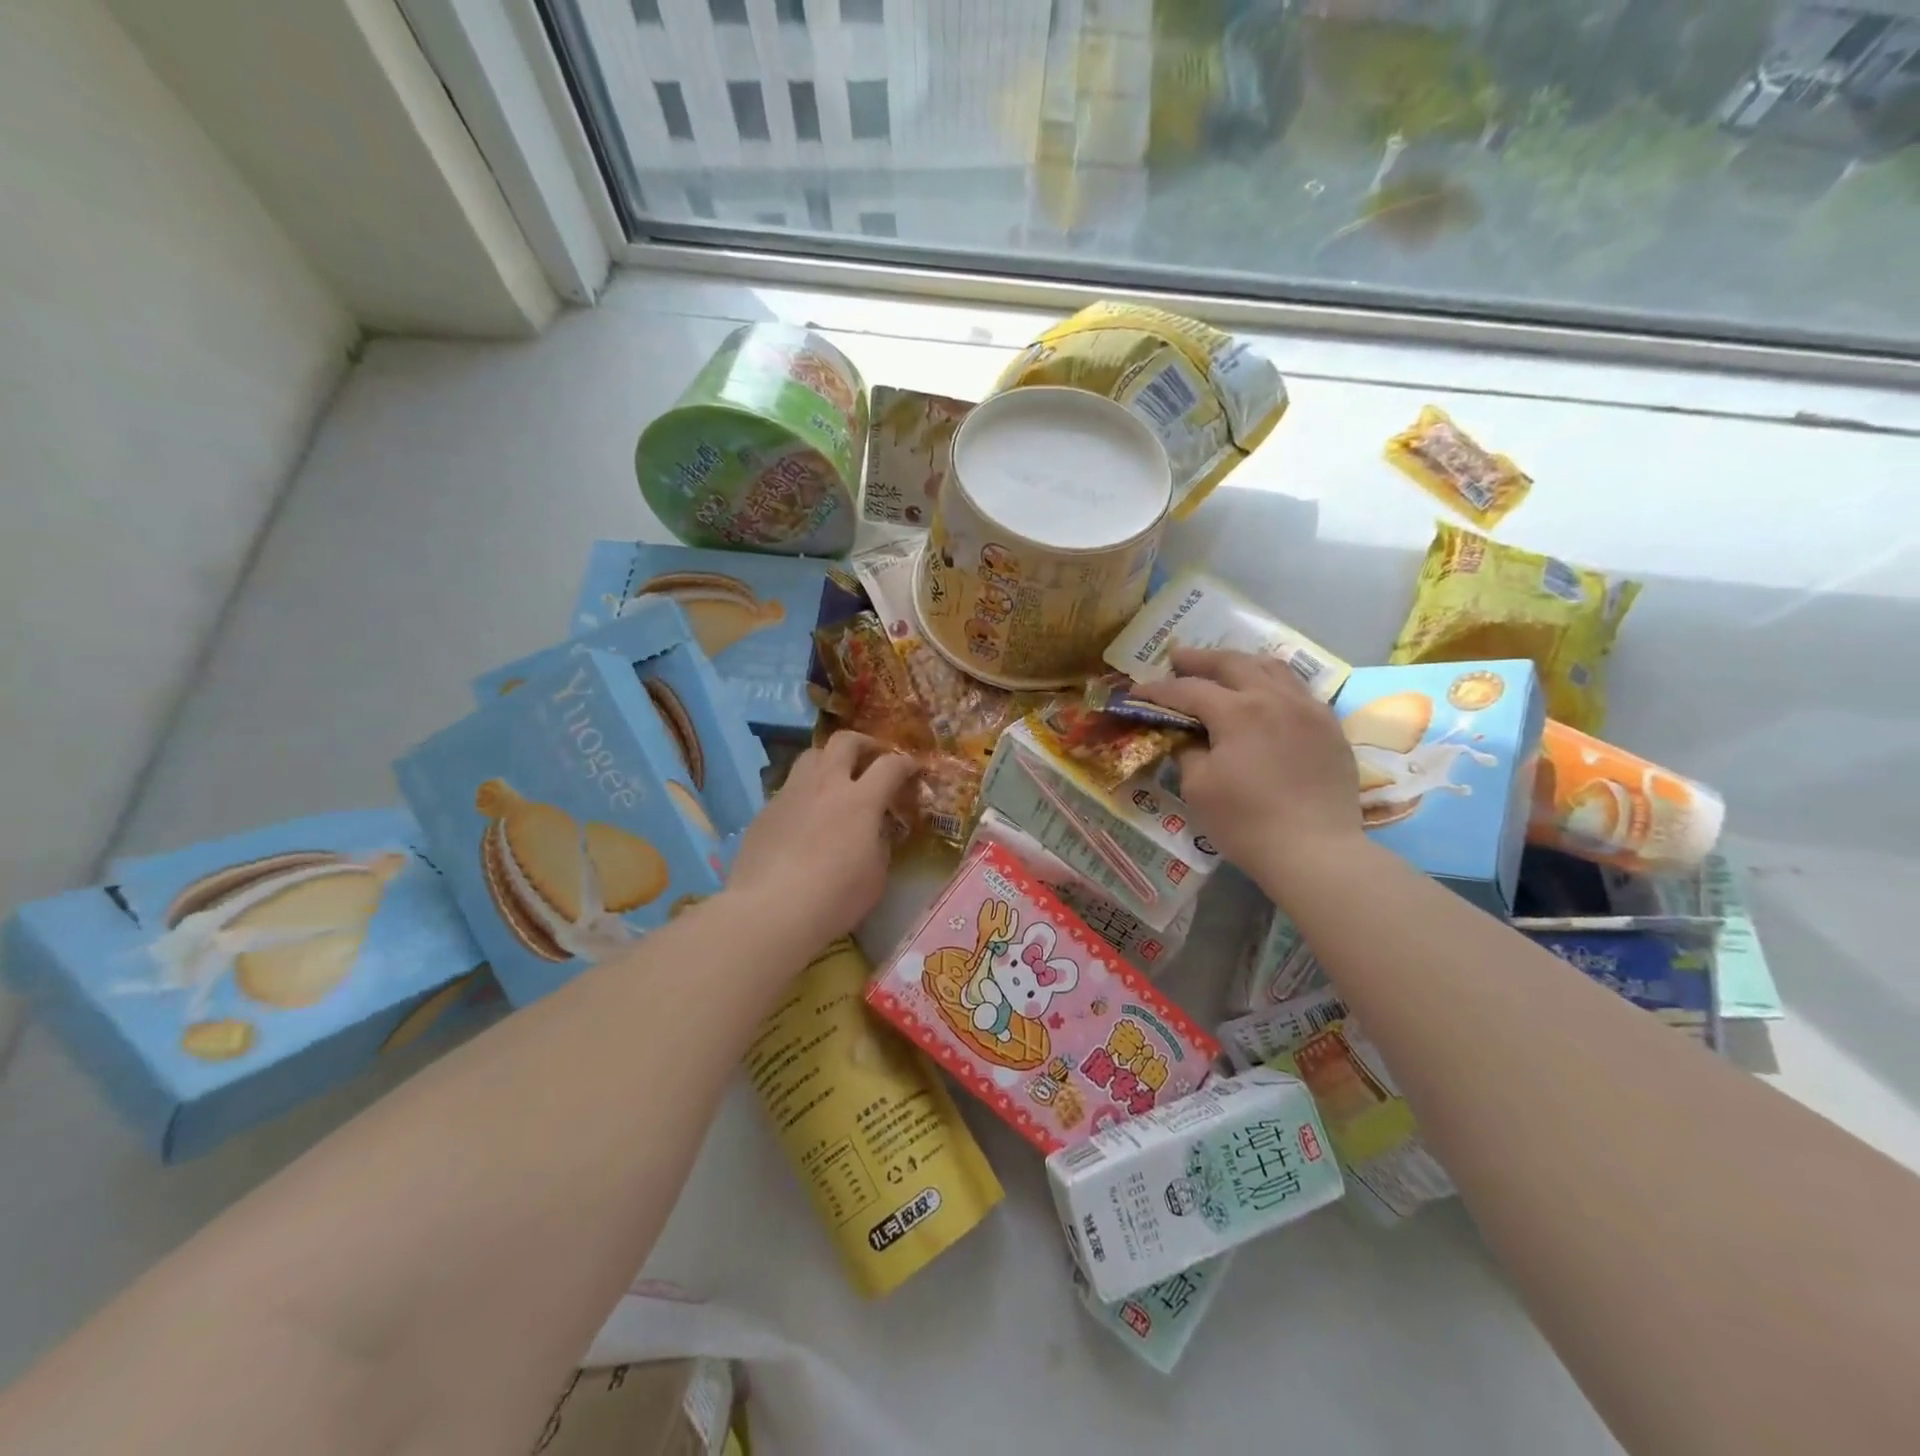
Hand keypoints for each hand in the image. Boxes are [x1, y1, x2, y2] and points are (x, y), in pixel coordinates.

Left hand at [726, 731, 917, 948]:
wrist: (770, 910)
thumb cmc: (835, 897)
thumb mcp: (876, 875)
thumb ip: (880, 844)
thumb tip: (876, 830)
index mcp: (860, 800)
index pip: (890, 765)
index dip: (906, 763)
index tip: (913, 768)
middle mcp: (825, 785)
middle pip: (845, 741)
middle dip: (865, 744)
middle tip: (873, 757)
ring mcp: (791, 793)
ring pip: (812, 755)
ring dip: (830, 759)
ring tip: (836, 778)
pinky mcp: (765, 810)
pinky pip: (790, 786)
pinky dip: (806, 791)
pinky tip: (806, 815)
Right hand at [1134, 648, 1361, 885]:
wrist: (1316, 851)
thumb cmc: (1246, 822)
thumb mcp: (1198, 787)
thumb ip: (1187, 751)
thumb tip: (1186, 737)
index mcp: (1237, 710)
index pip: (1188, 690)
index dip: (1158, 690)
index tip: (1135, 692)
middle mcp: (1274, 697)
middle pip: (1232, 663)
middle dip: (1200, 660)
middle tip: (1177, 658)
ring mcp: (1308, 709)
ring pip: (1272, 668)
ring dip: (1241, 663)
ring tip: (1223, 667)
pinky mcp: (1329, 727)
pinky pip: (1298, 689)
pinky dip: (1273, 683)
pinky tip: (1266, 695)